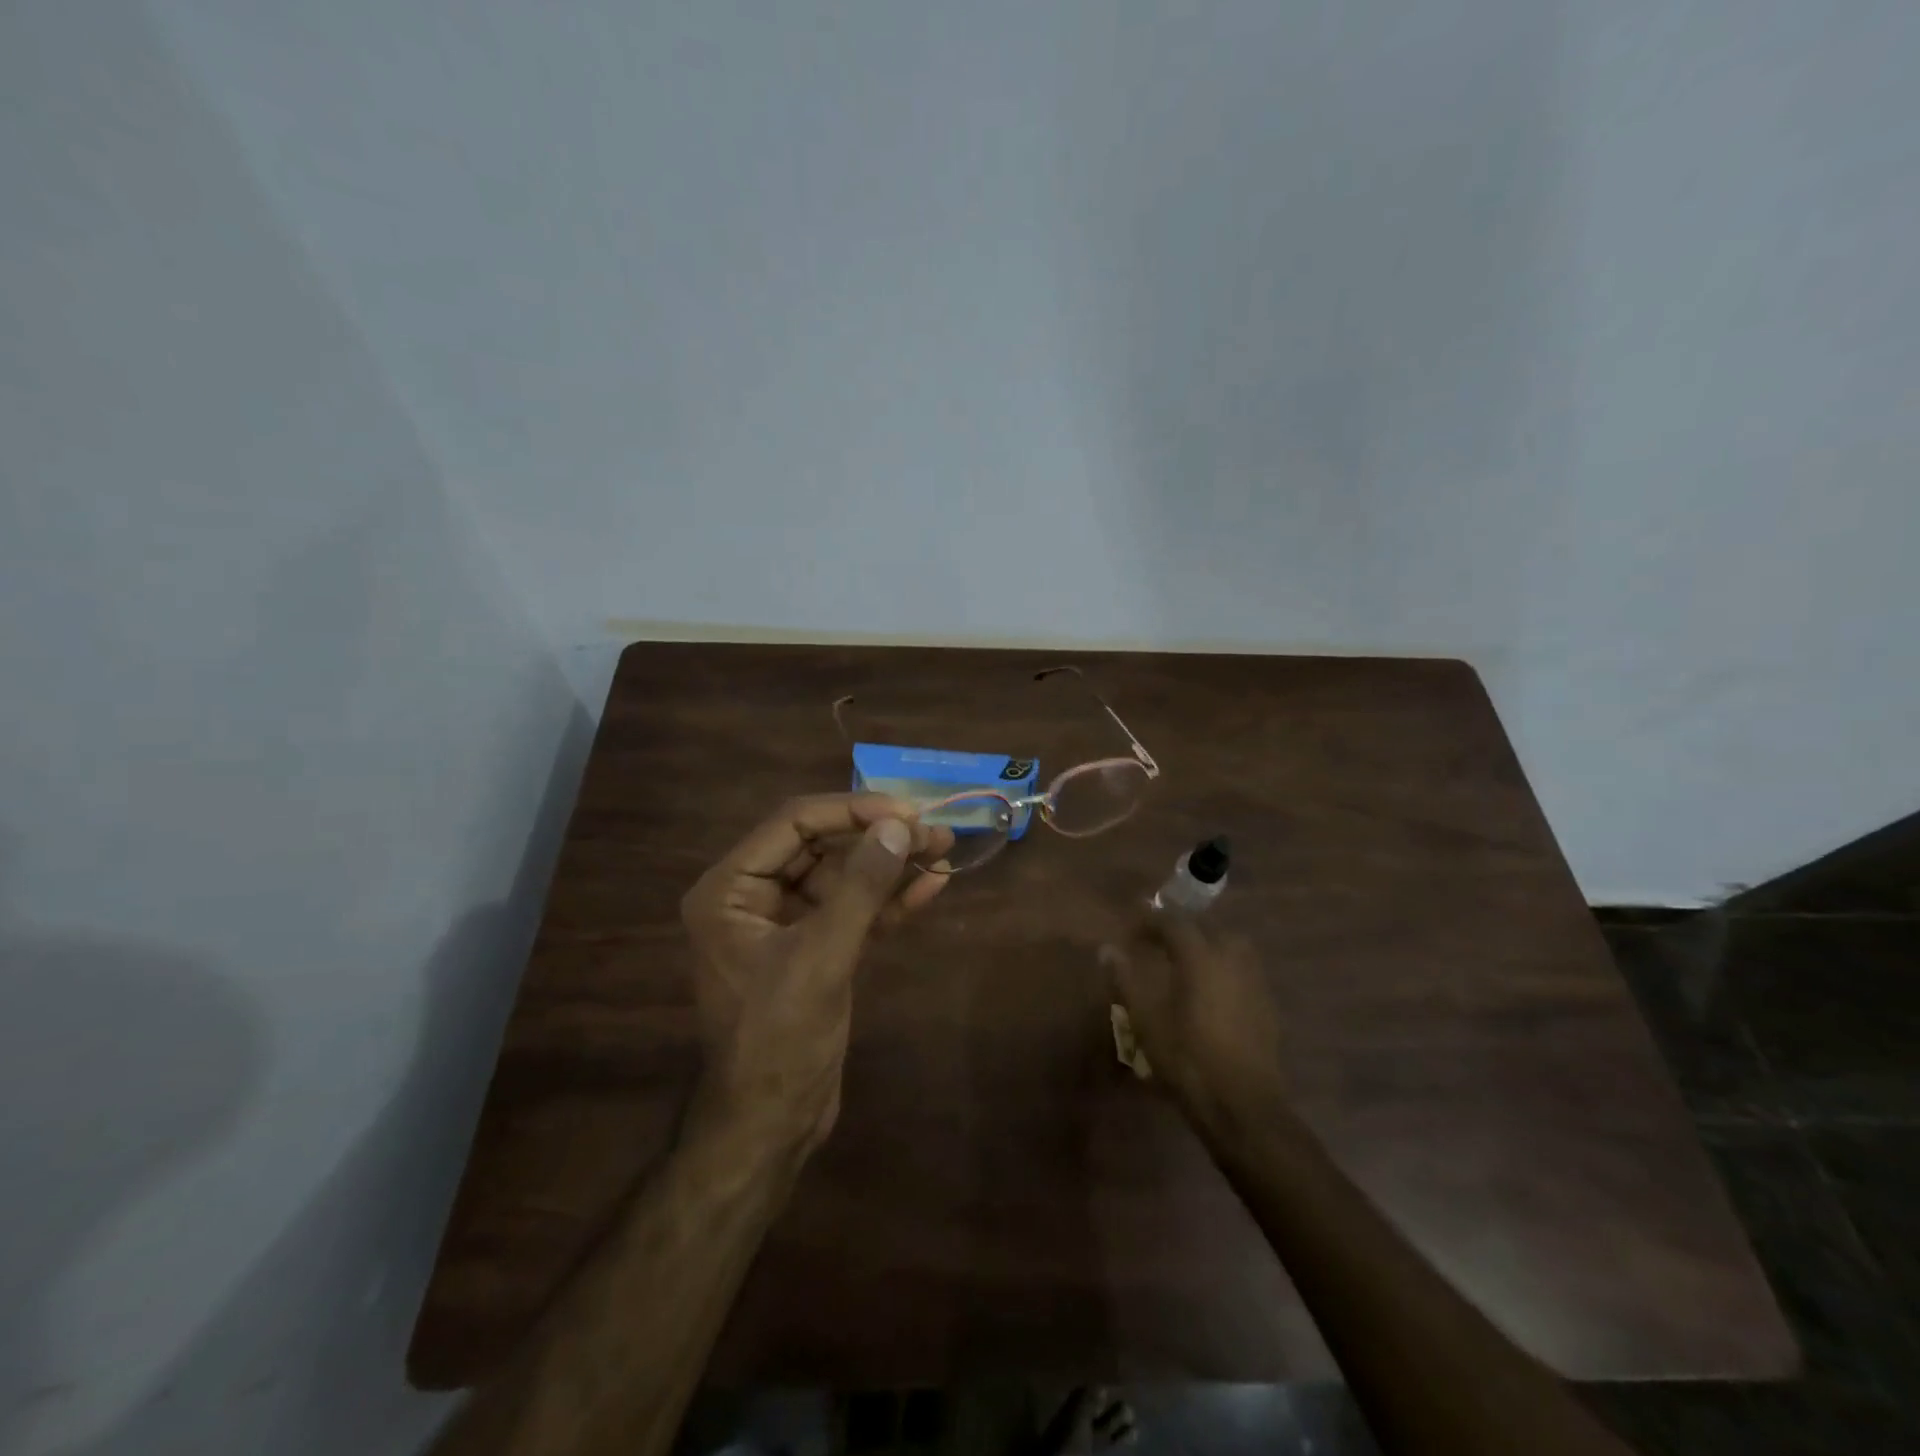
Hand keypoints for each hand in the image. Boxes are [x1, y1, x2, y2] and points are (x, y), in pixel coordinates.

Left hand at [680, 794, 954, 1154]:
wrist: (772, 1126)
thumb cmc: (779, 1039)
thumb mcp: (821, 957)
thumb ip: (860, 887)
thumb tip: (898, 826)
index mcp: (730, 889)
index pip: (793, 824)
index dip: (851, 810)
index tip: (905, 811)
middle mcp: (752, 897)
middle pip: (821, 846)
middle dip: (878, 837)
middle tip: (935, 830)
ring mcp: (786, 924)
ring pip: (843, 877)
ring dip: (891, 866)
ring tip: (944, 849)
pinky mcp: (816, 949)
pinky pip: (853, 911)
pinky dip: (889, 901)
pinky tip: (931, 888)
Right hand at [1103, 911, 1287, 1129]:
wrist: (1243, 1106)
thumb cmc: (1188, 1060)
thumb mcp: (1146, 1021)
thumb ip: (1126, 980)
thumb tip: (1107, 950)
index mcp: (1201, 956)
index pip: (1173, 921)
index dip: (1150, 920)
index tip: (1130, 930)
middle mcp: (1231, 958)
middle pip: (1205, 927)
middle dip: (1179, 930)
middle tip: (1155, 944)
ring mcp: (1254, 980)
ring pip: (1230, 945)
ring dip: (1205, 945)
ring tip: (1184, 963)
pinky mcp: (1267, 1004)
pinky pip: (1242, 969)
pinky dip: (1223, 967)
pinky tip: (1210, 990)